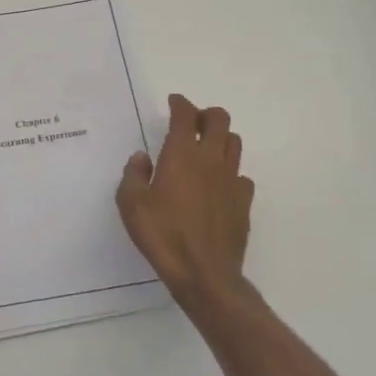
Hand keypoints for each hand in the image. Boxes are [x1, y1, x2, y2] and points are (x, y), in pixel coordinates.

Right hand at [117, 94, 254, 306]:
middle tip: (193, 123)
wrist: (204, 273)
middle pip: (220, 120)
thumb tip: (142, 158)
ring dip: (221, 139)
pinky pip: (242, 176)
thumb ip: (134, 175)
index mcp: (182, 154)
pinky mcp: (244, 202)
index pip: (186, 115)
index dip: (180, 103)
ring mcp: (232, 180)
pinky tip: (219, 186)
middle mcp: (211, 159)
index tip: (174, 102)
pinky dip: (230, 173)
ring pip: (235, 143)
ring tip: (207, 150)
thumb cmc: (162, 234)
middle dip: (206, 114)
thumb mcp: (131, 204)